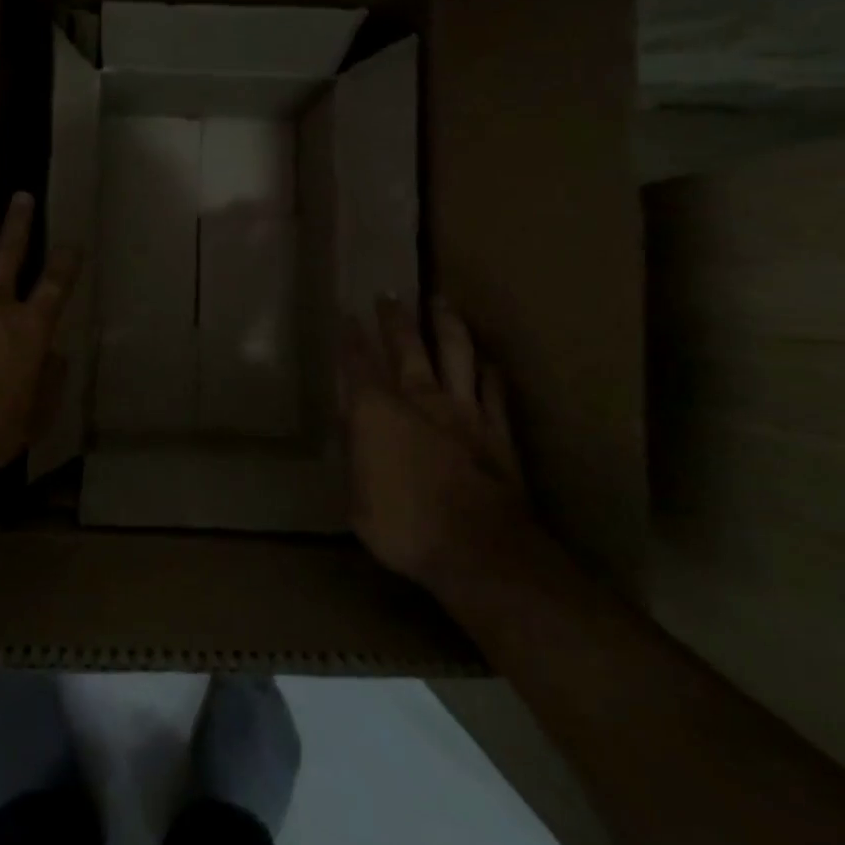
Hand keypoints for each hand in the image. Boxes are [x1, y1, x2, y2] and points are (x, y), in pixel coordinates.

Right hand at [342, 298, 533, 592]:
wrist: (478, 550)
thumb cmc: (403, 527)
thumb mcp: (356, 498)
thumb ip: (354, 453)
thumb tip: (349, 422)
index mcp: (376, 412)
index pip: (358, 364)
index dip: (350, 338)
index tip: (347, 315)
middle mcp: (419, 398)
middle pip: (407, 346)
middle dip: (394, 318)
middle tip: (389, 294)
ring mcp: (463, 410)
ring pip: (455, 353)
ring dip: (446, 324)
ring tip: (440, 301)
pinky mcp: (497, 430)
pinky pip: (494, 389)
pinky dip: (488, 371)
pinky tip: (487, 361)